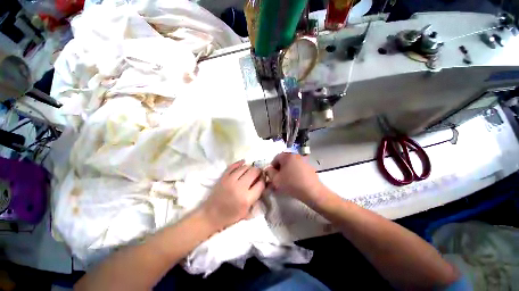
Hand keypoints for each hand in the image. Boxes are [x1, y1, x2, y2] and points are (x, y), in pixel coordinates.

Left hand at [200, 160, 264, 229]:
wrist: (211, 215)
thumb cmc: (230, 216)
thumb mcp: (247, 212)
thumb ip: (256, 198)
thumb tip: (261, 184)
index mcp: (247, 199)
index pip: (261, 184)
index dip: (264, 180)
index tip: (263, 179)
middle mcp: (240, 187)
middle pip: (254, 172)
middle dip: (258, 171)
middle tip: (258, 173)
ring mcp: (230, 180)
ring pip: (245, 167)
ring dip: (250, 167)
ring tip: (250, 170)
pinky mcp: (223, 177)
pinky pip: (233, 166)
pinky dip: (239, 163)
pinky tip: (243, 163)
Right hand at [265, 153, 323, 204]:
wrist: (312, 192)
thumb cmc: (292, 184)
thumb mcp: (276, 179)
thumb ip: (269, 172)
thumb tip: (269, 169)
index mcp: (287, 156)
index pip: (275, 158)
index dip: (271, 167)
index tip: (271, 176)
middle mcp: (296, 155)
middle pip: (283, 161)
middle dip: (279, 169)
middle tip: (278, 179)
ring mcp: (304, 161)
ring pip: (291, 165)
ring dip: (286, 171)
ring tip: (285, 181)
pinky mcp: (309, 167)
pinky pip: (298, 168)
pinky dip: (294, 173)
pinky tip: (294, 181)